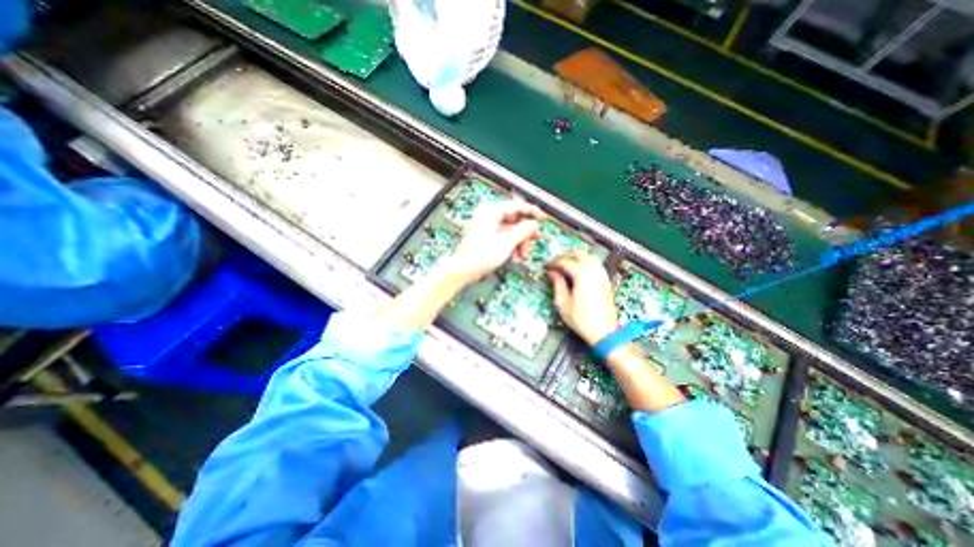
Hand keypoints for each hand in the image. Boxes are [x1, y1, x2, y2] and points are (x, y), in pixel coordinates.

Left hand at [442, 200, 546, 285]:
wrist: (462, 271)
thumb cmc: (481, 256)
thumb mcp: (506, 243)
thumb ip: (523, 230)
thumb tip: (535, 223)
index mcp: (491, 211)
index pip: (517, 206)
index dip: (532, 212)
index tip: (544, 219)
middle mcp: (489, 215)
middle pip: (515, 219)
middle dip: (525, 233)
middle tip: (534, 242)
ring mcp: (488, 225)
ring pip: (511, 229)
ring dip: (519, 242)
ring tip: (521, 256)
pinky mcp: (487, 235)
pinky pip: (505, 236)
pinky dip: (511, 245)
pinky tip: (514, 257)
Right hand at [546, 249, 613, 343]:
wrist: (604, 331)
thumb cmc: (581, 319)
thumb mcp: (563, 303)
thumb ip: (557, 284)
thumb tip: (552, 273)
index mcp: (582, 275)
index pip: (565, 262)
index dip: (554, 263)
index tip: (546, 267)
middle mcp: (593, 271)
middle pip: (578, 254)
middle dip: (565, 256)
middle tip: (555, 263)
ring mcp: (601, 274)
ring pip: (588, 256)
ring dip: (576, 257)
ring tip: (565, 264)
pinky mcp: (605, 279)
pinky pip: (595, 263)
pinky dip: (585, 261)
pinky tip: (578, 270)